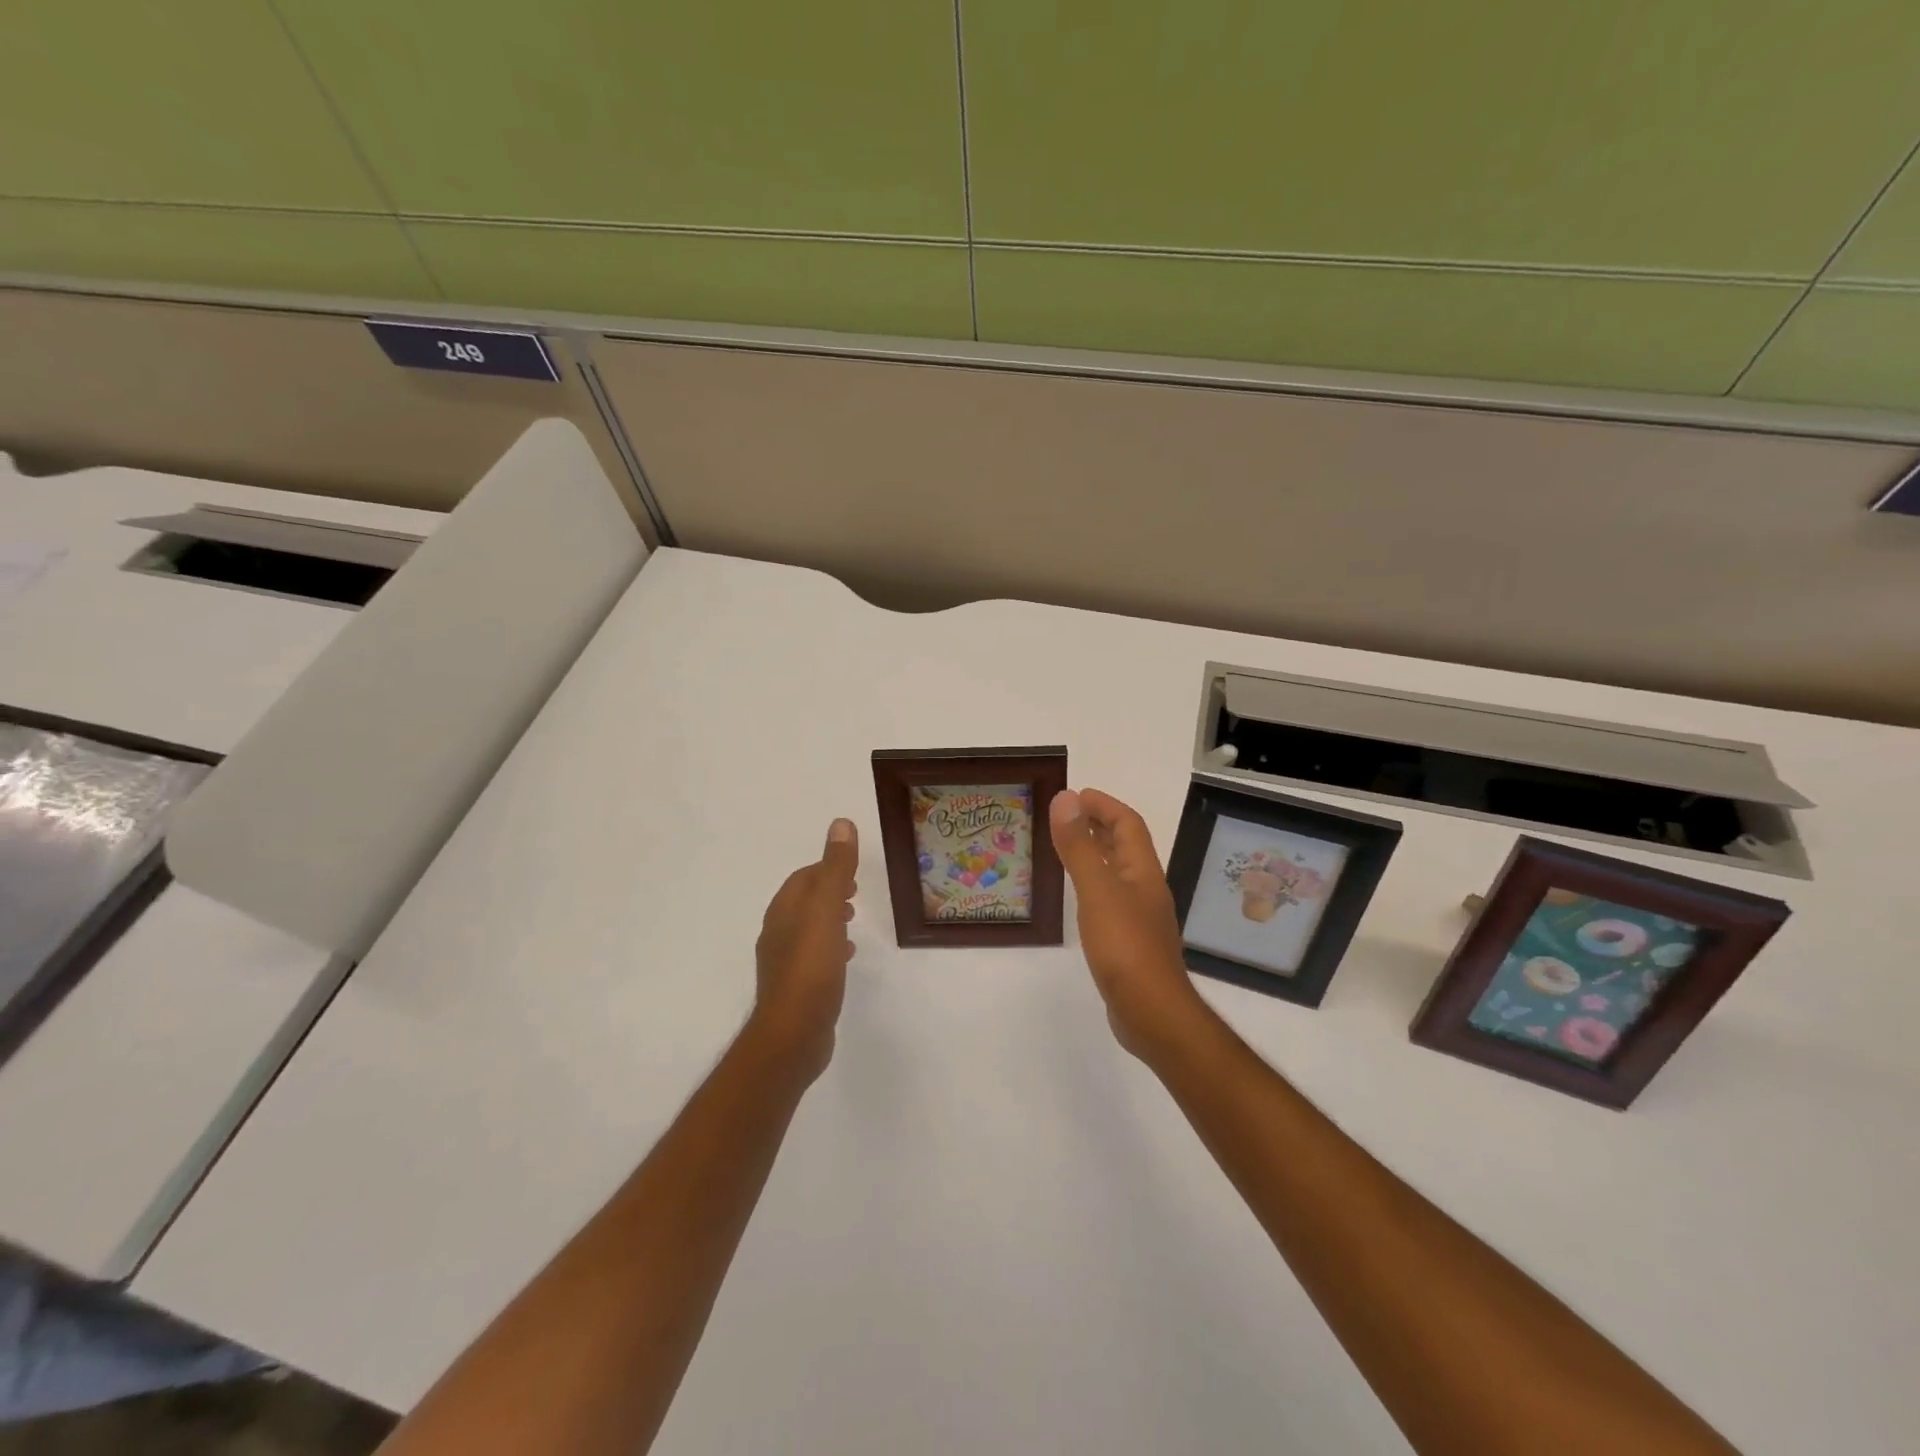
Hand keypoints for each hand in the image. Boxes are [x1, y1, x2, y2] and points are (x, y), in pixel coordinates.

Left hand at [752, 818, 858, 1080]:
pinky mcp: (795, 989)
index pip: (803, 878)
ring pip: (807, 930)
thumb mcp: (827, 910)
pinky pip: (812, 957)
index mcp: (784, 911)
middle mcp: (778, 933)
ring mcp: (784, 963)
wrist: (793, 1034)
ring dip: (828, 920)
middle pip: (803, 903)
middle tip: (854, 894)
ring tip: (852, 923)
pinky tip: (845, 958)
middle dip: (827, 894)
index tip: (851, 873)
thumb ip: (836, 868)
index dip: (826, 870)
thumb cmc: (811, 967)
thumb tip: (841, 823)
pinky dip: (829, 947)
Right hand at [1049, 789, 1209, 1059]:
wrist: (1152, 1013)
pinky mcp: (1130, 941)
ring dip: (1096, 852)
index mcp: (1142, 871)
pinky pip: (1110, 897)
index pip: (1128, 824)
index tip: (1075, 795)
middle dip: (1100, 824)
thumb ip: (1079, 846)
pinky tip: (1077, 896)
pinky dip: (1093, 883)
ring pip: (1118, 871)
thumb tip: (1065, 799)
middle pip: (1126, 845)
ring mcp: (1140, 916)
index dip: (1104, 805)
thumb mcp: (1097, 891)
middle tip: (1066, 815)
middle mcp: (1145, 888)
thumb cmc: (1125, 946)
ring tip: (1066, 846)